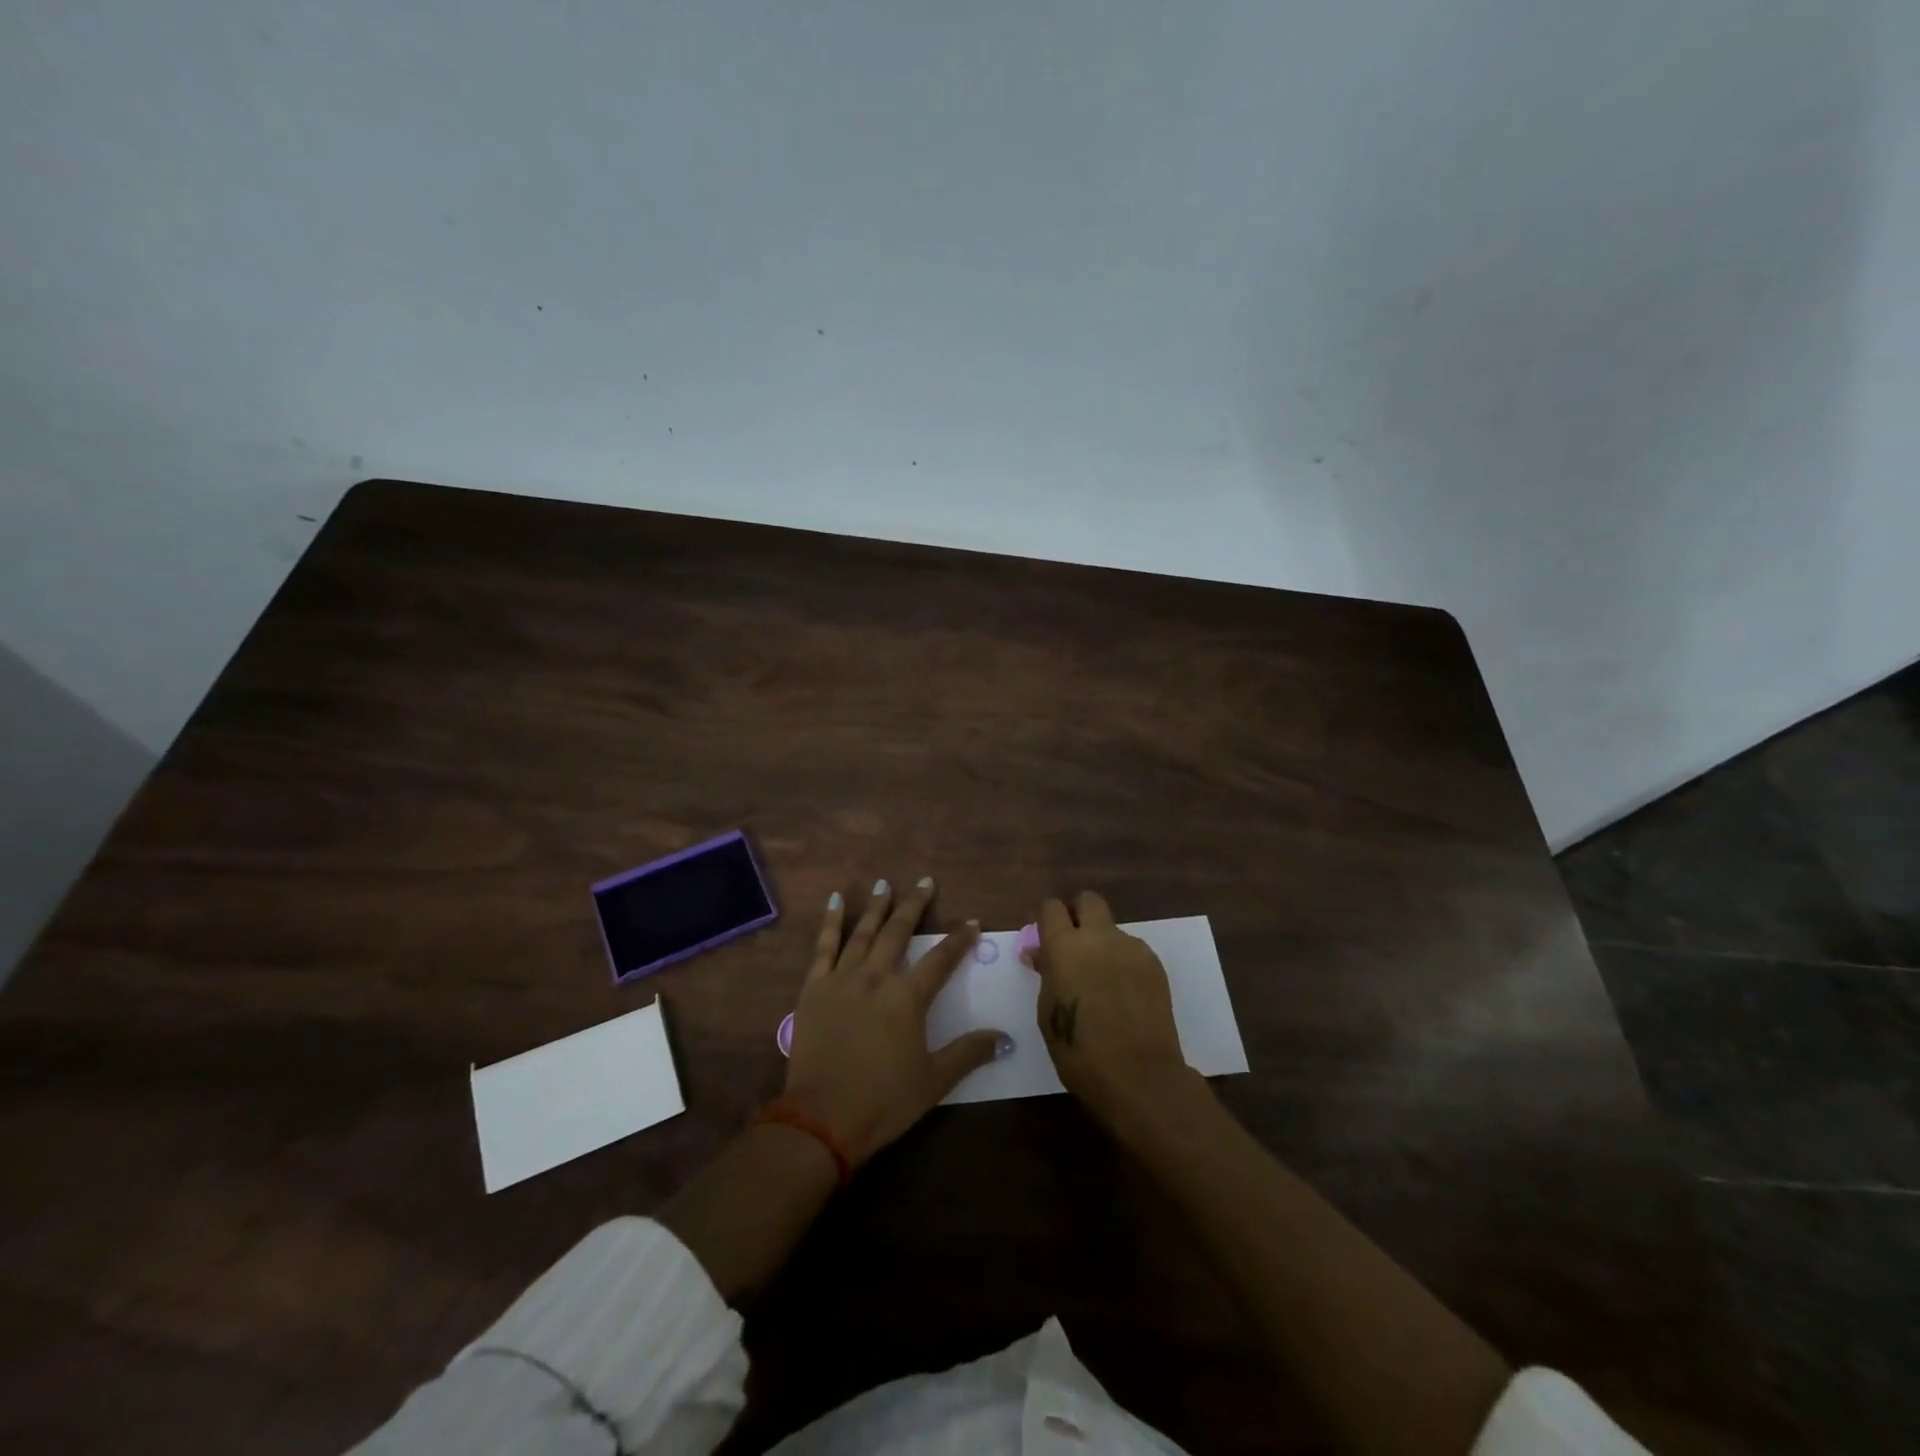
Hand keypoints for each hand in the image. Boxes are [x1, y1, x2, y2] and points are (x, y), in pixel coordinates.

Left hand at [783, 877, 1011, 1164]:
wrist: (822, 1119)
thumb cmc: (883, 1101)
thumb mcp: (934, 1081)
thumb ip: (969, 1053)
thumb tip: (1006, 1038)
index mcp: (908, 997)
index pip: (941, 958)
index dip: (959, 939)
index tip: (972, 921)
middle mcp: (876, 977)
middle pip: (899, 932)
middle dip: (915, 905)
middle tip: (925, 882)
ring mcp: (842, 979)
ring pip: (863, 932)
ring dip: (876, 907)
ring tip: (885, 884)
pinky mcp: (814, 988)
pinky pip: (824, 947)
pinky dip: (831, 922)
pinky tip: (836, 901)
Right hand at [1029, 891, 1194, 1129]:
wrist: (1138, 1075)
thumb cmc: (1079, 1050)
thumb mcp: (1047, 1012)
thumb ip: (1046, 975)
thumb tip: (1041, 955)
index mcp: (1064, 947)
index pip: (1051, 907)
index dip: (1046, 917)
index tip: (1044, 934)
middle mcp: (1098, 937)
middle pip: (1088, 900)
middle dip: (1078, 913)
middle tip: (1074, 943)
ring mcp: (1131, 948)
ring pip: (1112, 929)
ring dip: (1103, 944)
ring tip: (1102, 982)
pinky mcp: (1154, 964)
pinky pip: (1132, 951)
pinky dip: (1123, 964)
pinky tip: (1124, 995)